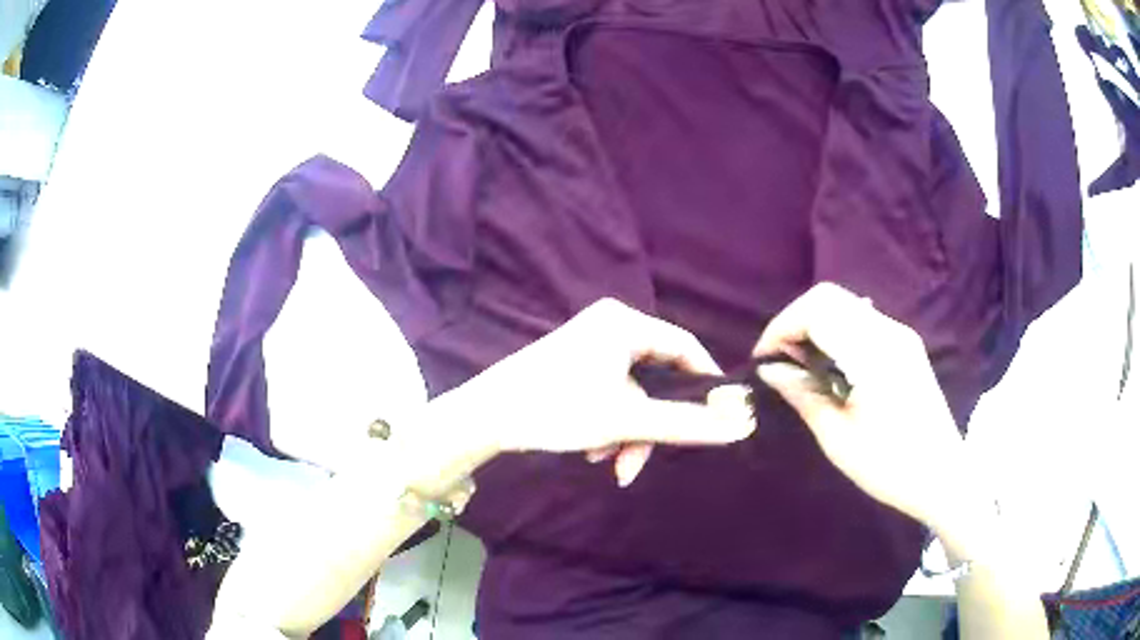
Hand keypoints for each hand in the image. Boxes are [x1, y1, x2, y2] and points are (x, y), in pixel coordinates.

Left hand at [437, 298, 754, 485]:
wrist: (484, 417)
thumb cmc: (556, 409)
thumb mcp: (625, 420)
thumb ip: (685, 424)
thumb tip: (740, 425)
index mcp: (624, 323)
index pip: (685, 346)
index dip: (705, 382)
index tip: (717, 417)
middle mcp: (610, 326)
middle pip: (656, 377)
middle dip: (651, 425)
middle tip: (641, 460)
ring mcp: (590, 345)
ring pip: (632, 393)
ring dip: (627, 431)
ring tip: (607, 462)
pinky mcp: (575, 364)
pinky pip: (610, 393)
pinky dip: (609, 423)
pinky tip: (592, 450)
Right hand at [754, 283, 972, 530]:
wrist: (943, 476)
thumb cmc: (889, 466)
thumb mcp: (838, 439)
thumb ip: (805, 395)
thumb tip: (770, 370)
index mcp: (873, 353)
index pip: (817, 310)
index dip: (782, 326)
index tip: (764, 359)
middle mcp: (889, 332)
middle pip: (831, 297)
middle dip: (796, 321)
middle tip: (780, 360)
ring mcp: (901, 336)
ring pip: (847, 306)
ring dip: (816, 325)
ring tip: (801, 365)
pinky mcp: (907, 346)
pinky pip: (863, 322)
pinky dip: (837, 333)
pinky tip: (832, 367)